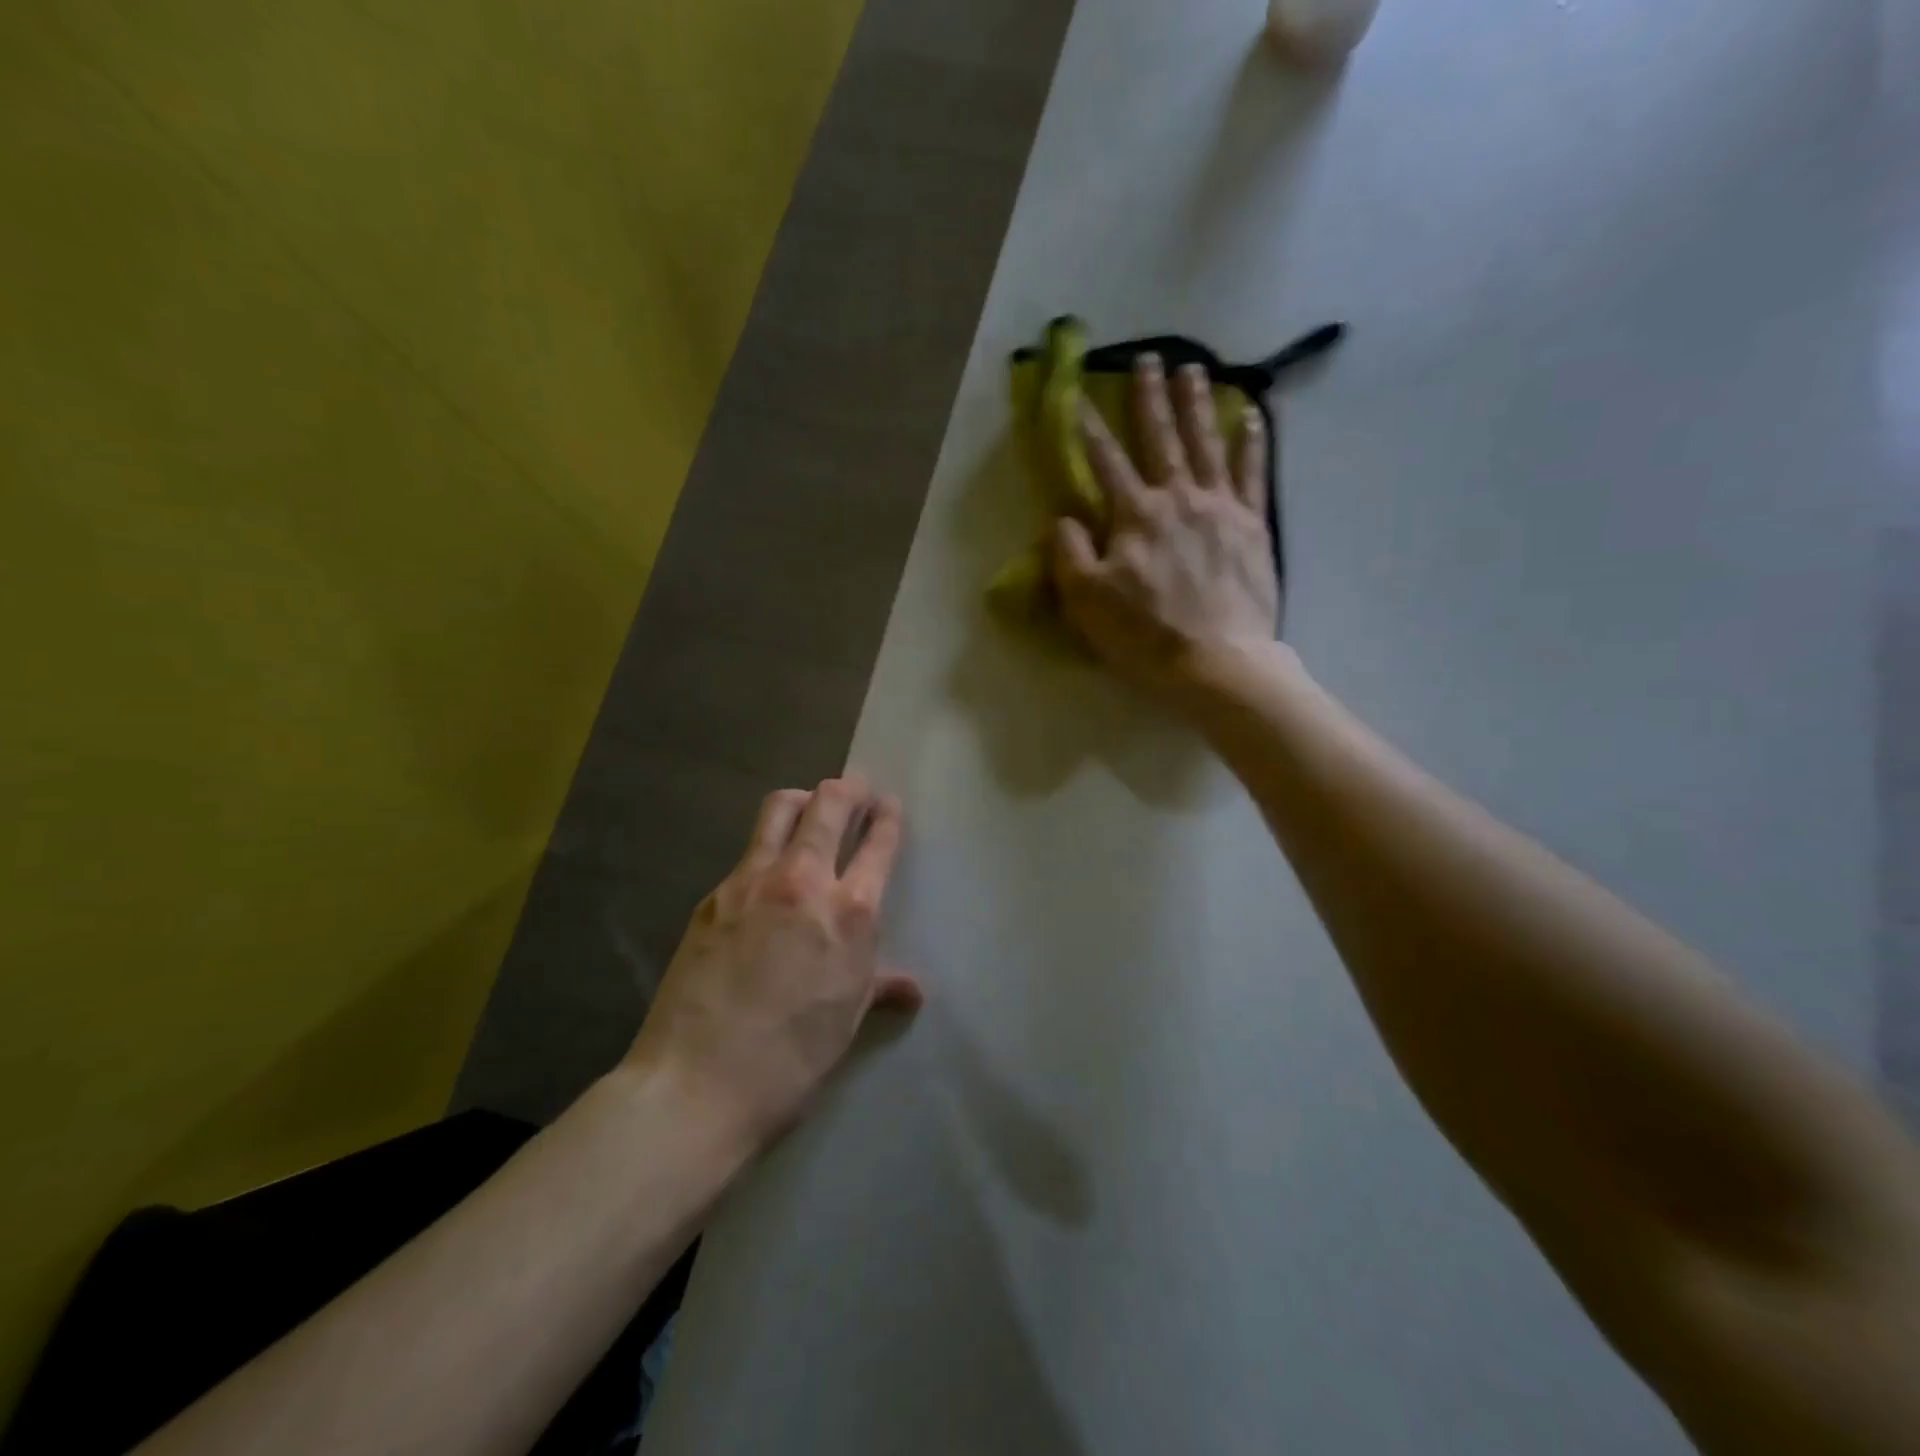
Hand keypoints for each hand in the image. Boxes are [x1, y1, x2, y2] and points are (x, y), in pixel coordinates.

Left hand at [625, 778, 921, 1150]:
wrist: (698, 1083)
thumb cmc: (791, 1059)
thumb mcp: (846, 1018)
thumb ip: (879, 985)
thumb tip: (912, 988)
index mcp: (850, 911)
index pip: (878, 843)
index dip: (887, 817)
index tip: (888, 805)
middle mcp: (803, 880)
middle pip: (829, 804)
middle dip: (848, 788)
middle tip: (855, 789)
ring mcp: (752, 882)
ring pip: (780, 809)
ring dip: (802, 800)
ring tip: (809, 808)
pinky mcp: (713, 896)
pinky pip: (746, 853)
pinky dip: (766, 847)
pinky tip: (765, 876)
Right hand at [1052, 355, 1279, 704]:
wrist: (1217, 662)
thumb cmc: (1145, 635)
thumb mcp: (1087, 601)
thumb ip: (1070, 553)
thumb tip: (1063, 518)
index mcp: (1135, 515)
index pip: (1105, 462)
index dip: (1088, 427)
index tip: (1077, 395)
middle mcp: (1178, 498)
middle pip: (1160, 438)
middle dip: (1149, 397)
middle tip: (1147, 358)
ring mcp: (1220, 507)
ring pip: (1206, 442)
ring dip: (1197, 403)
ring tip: (1192, 368)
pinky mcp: (1253, 525)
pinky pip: (1253, 473)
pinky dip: (1251, 441)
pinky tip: (1249, 414)